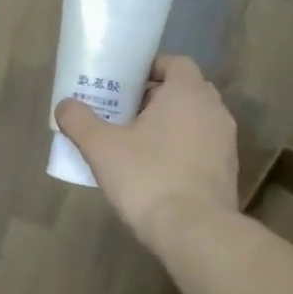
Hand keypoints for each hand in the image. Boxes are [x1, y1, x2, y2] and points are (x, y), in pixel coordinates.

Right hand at [55, 55, 238, 252]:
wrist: (195, 230)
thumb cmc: (147, 177)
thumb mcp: (101, 147)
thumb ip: (80, 121)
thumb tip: (64, 105)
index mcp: (187, 93)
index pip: (176, 63)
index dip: (151, 68)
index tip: (125, 82)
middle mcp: (213, 110)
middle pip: (185, 91)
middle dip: (156, 97)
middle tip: (124, 112)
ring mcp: (226, 142)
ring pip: (195, 121)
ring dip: (170, 125)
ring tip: (137, 142)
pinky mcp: (228, 171)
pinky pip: (202, 147)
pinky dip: (183, 149)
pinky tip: (157, 171)